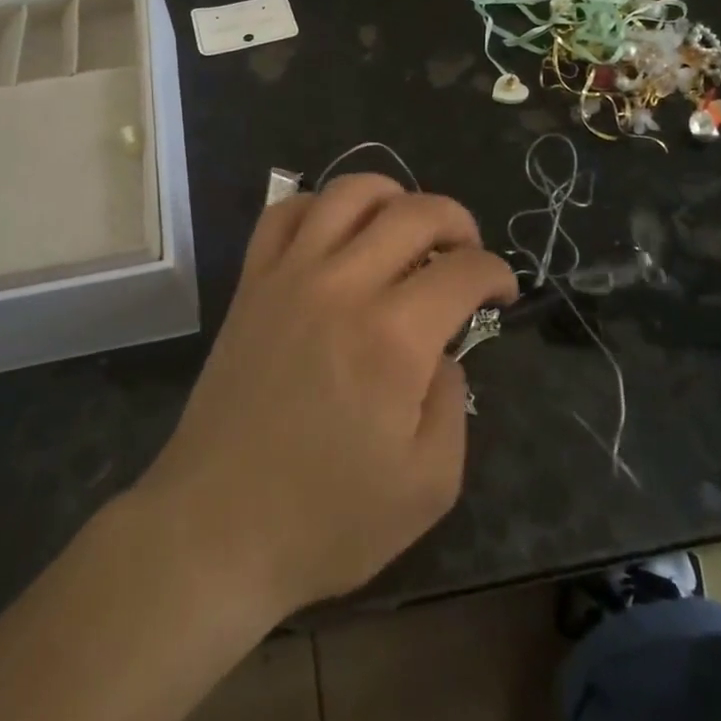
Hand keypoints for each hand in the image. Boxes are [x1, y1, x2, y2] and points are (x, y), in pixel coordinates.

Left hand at [135, 175, 516, 619]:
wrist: (217, 527)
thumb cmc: (327, 519)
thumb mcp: (429, 484)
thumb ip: (453, 402)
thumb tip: (443, 353)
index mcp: (394, 337)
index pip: (464, 270)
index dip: (497, 273)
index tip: (502, 294)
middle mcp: (343, 286)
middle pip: (415, 212)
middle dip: (457, 221)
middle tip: (466, 253)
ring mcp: (290, 276)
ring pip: (348, 193)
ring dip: (392, 196)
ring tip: (406, 227)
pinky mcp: (251, 283)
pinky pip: (283, 213)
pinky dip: (318, 205)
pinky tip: (334, 234)